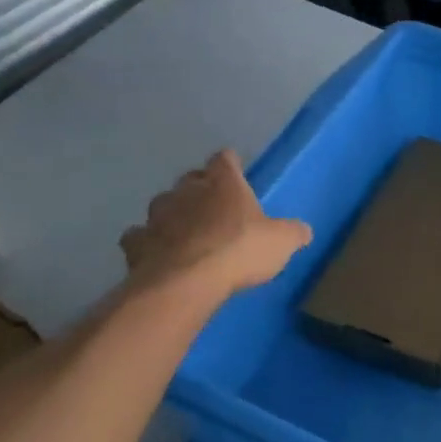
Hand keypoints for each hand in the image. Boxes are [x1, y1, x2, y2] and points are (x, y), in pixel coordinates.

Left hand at [121, 151, 311, 301]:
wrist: (187, 282)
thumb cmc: (240, 250)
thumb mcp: (281, 242)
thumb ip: (293, 232)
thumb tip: (304, 231)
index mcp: (223, 183)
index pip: (225, 159)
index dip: (230, 164)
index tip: (235, 170)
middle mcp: (187, 191)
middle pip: (191, 179)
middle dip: (200, 189)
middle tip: (214, 206)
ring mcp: (157, 215)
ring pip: (163, 205)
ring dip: (174, 214)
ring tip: (185, 231)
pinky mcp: (136, 242)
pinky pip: (140, 236)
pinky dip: (148, 242)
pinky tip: (158, 253)